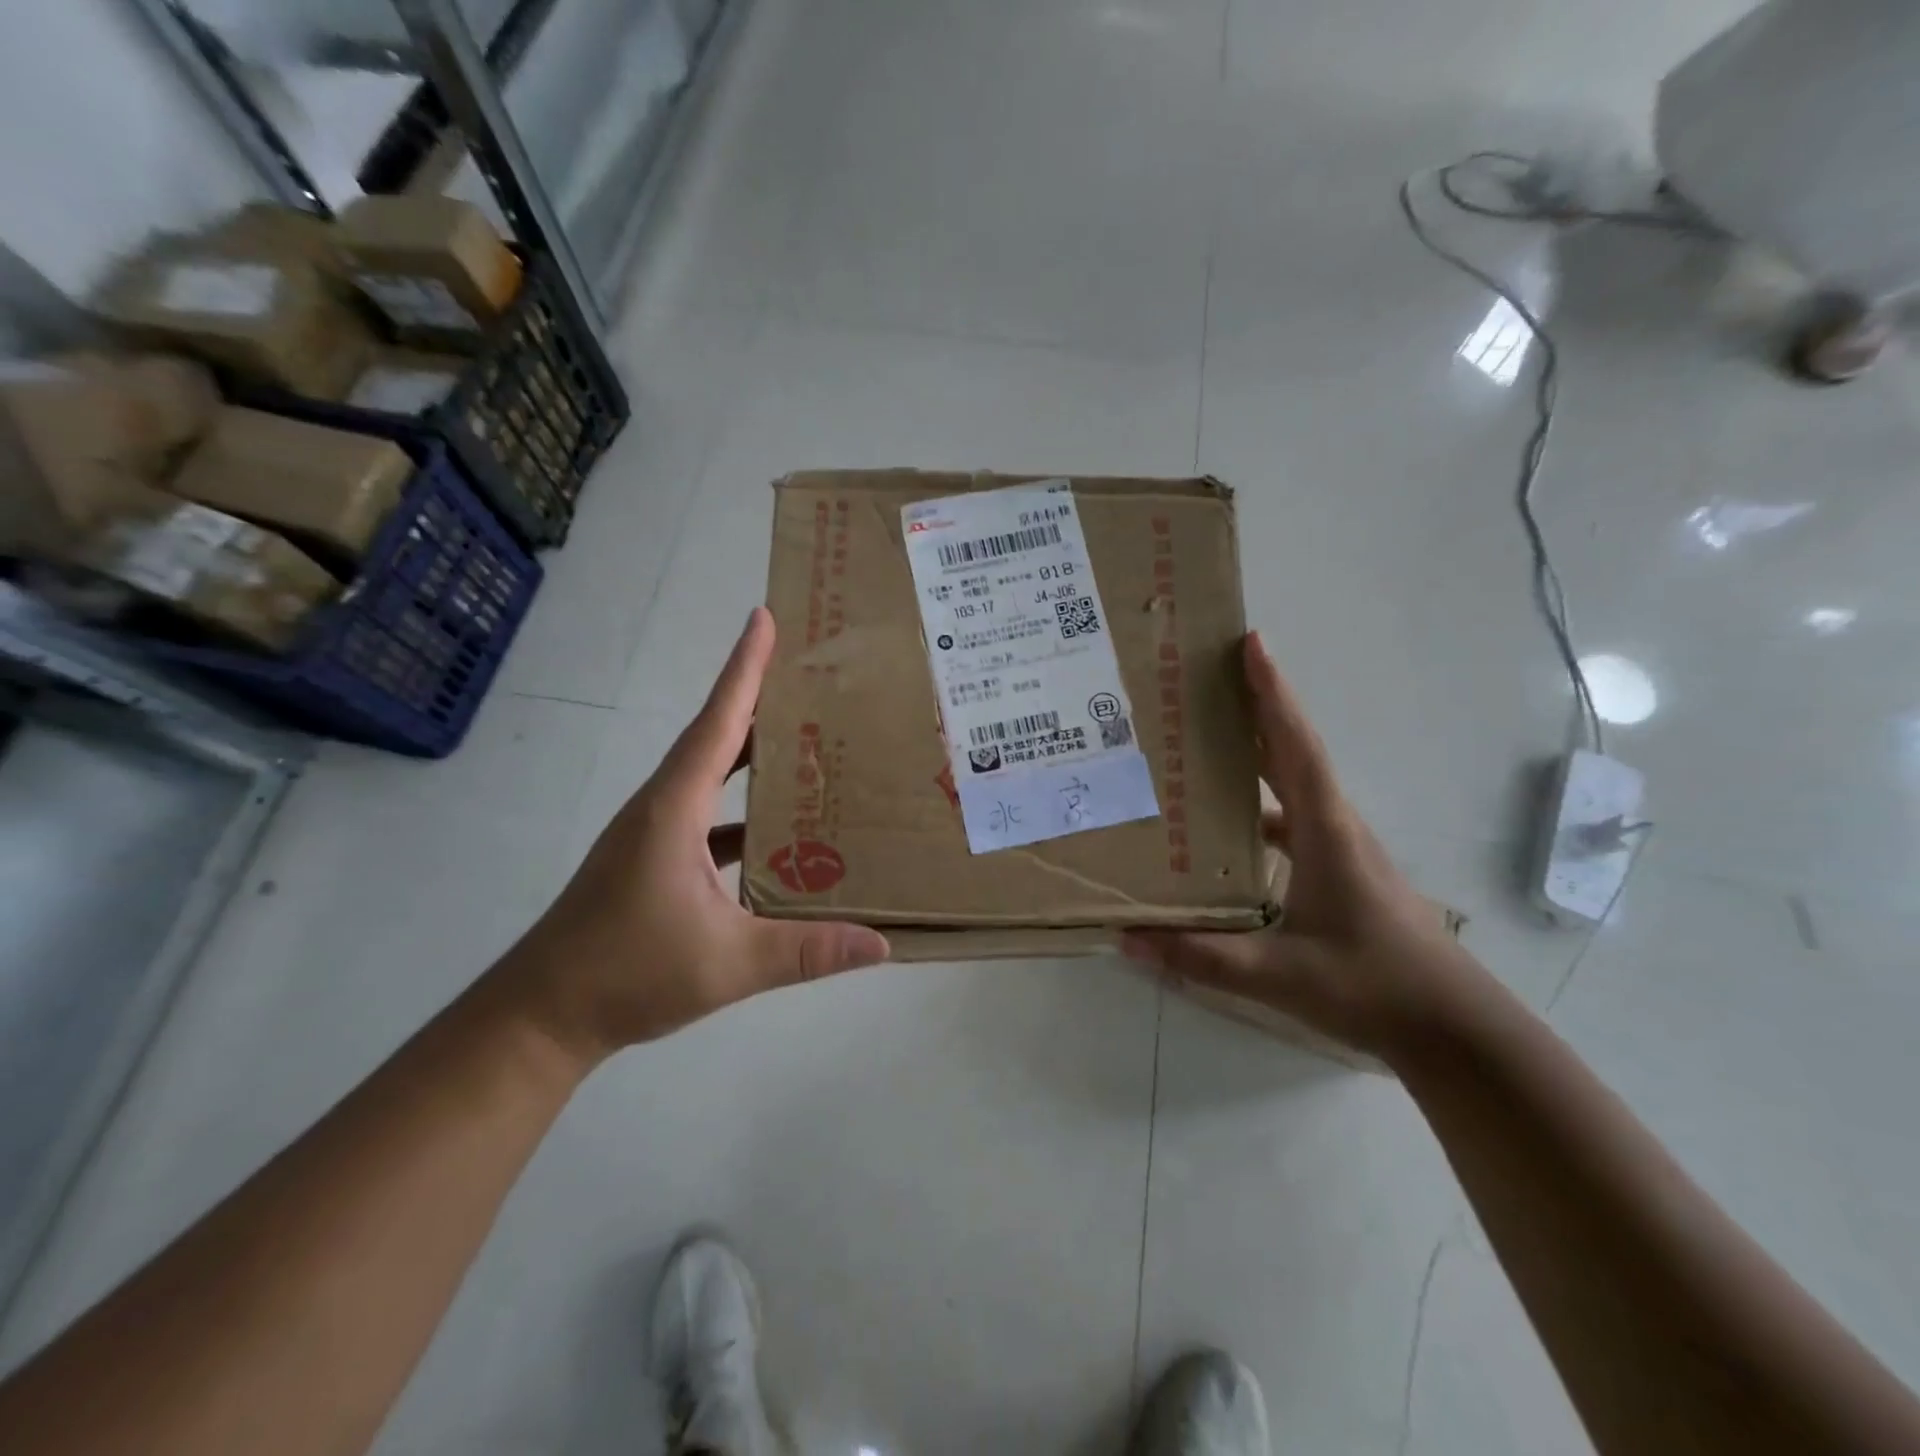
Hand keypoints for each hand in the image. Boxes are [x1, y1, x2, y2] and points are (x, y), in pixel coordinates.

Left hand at [496, 609, 889, 1065]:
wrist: (542, 1016)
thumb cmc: (626, 973)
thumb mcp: (727, 963)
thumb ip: (806, 951)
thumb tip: (881, 945)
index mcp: (674, 809)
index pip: (717, 723)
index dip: (743, 669)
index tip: (763, 618)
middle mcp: (662, 807)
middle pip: (716, 736)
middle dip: (759, 698)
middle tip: (809, 675)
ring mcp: (655, 833)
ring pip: (711, 775)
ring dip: (753, 753)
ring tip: (805, 739)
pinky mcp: (654, 859)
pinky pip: (708, 815)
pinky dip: (743, 808)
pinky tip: (780, 829)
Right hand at [1123, 632, 1493, 1061]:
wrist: (1453, 1028)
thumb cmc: (1373, 987)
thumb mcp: (1278, 975)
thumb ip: (1201, 957)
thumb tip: (1127, 939)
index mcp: (1325, 831)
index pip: (1295, 746)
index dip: (1272, 693)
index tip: (1251, 644)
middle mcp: (1335, 826)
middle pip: (1293, 751)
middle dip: (1258, 708)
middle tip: (1210, 680)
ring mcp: (1341, 848)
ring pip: (1295, 785)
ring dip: (1259, 755)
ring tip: (1206, 743)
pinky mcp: (1341, 871)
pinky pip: (1294, 820)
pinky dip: (1261, 807)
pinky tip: (1227, 831)